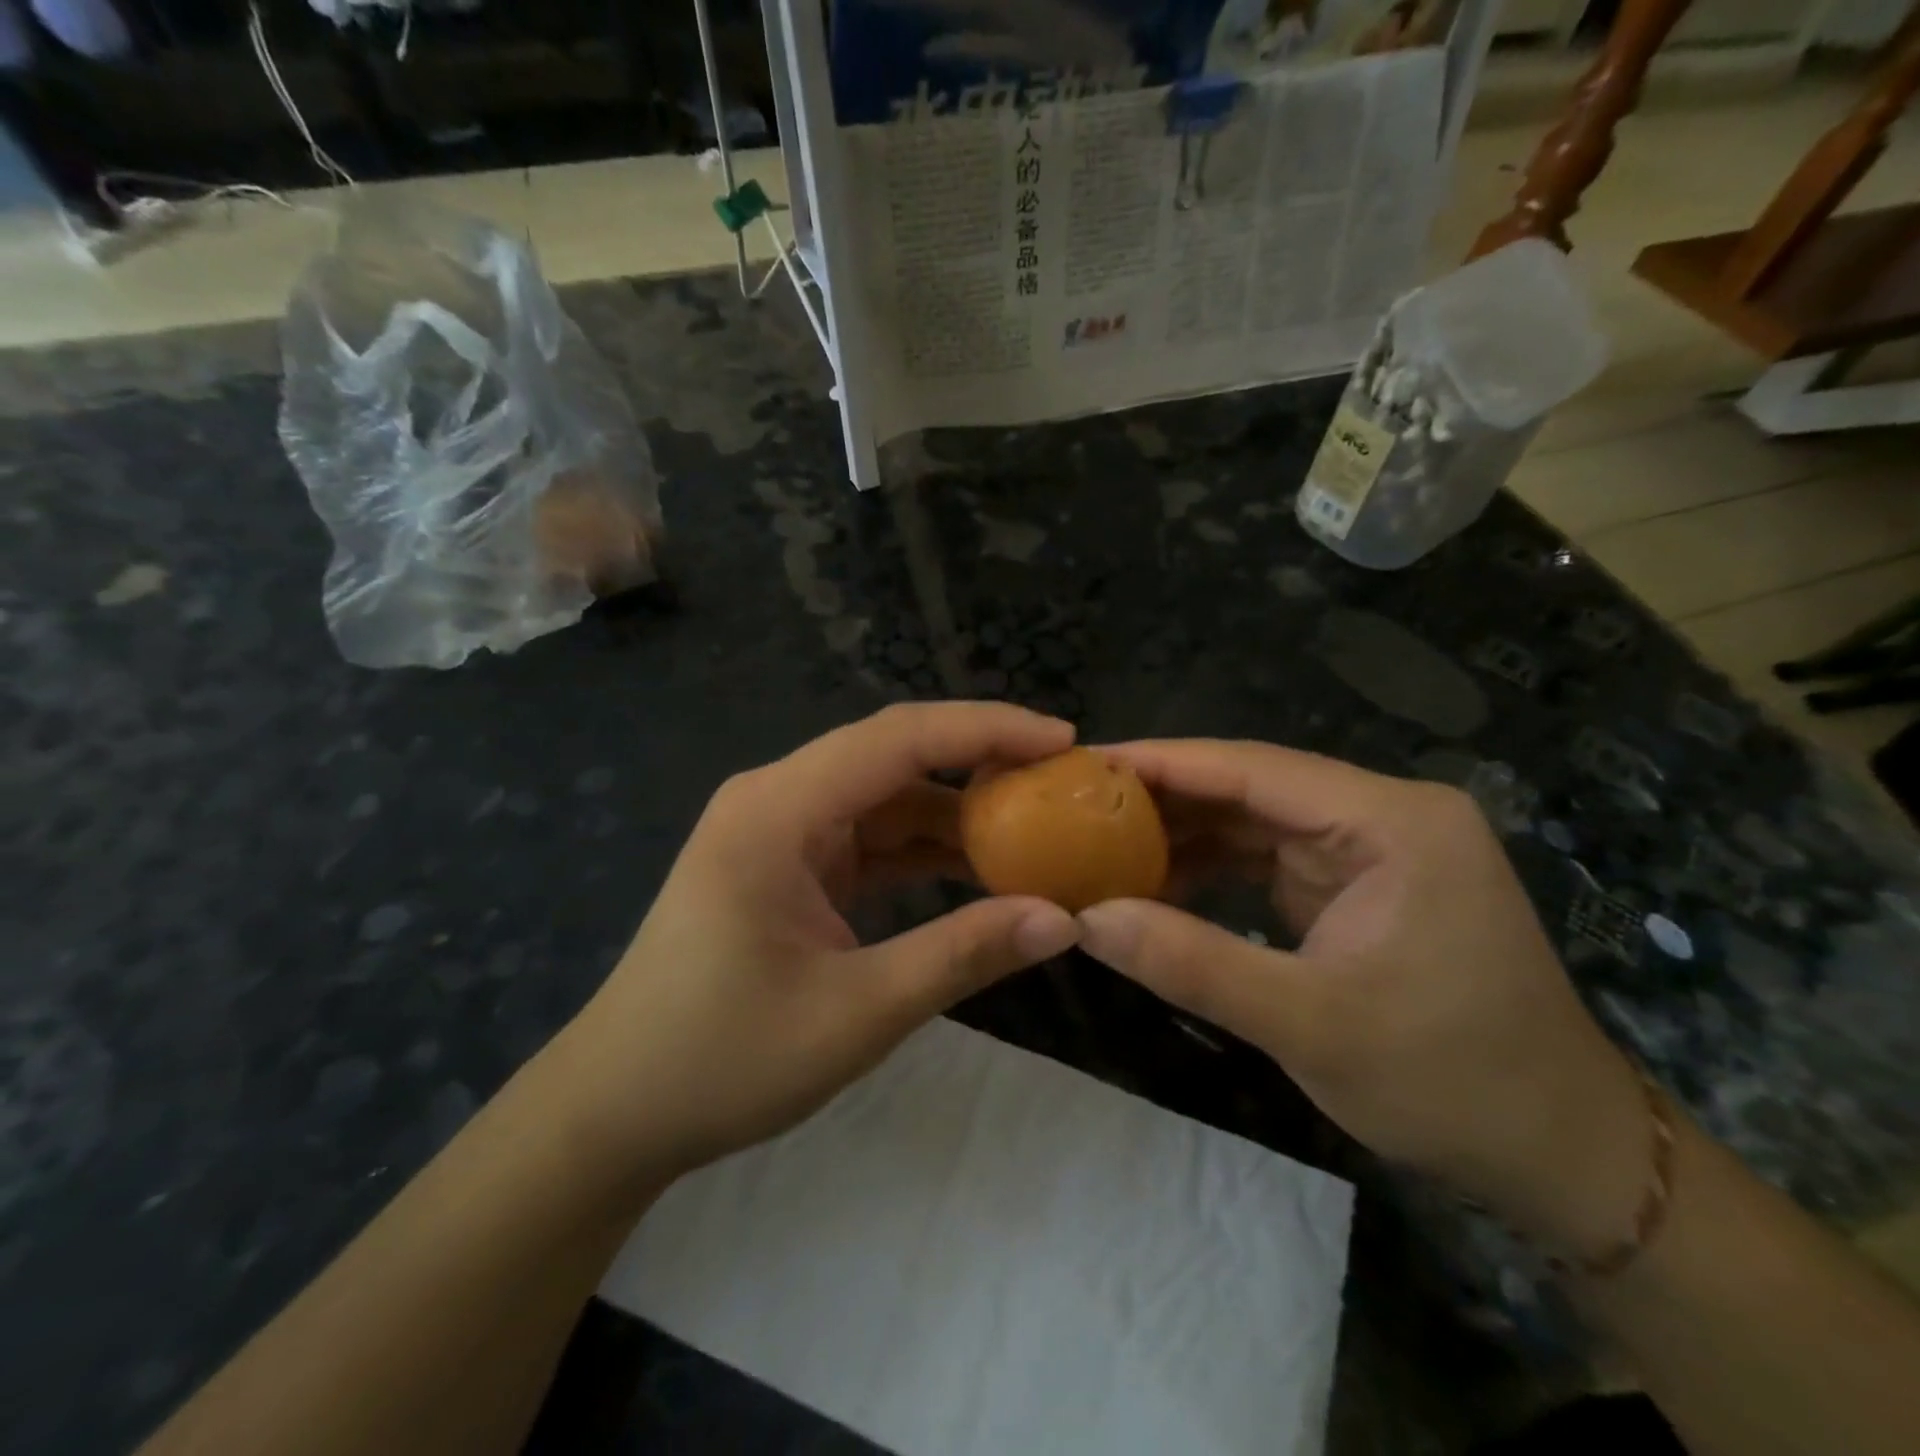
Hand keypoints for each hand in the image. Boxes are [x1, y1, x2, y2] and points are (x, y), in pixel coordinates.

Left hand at [548, 703, 1081, 1184]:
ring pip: (886, 796)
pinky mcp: (789, 864)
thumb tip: (1064, 920)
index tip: (1062, 740)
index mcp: (778, 810)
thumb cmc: (723, 1059)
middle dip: (980, 761)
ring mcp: (781, 830)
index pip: (898, 739)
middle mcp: (778, 799)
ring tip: (1037, 827)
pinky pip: (870, 837)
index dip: (986, 730)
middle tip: (1062, 779)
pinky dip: (924, 848)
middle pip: (893, 754)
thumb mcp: (857, 1011)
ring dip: (956, 811)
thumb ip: (963, 954)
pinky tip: (978, 867)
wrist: (617, 1109)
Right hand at [1075, 740, 1650, 1257]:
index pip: (1254, 766)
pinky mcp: (1359, 882)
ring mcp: (1372, 847)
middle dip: (1163, 796)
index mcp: (1391, 821)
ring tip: (1099, 841)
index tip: (1083, 765)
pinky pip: (1266, 856)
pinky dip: (1211, 867)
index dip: (1162, 762)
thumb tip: (1086, 918)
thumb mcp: (1308, 1025)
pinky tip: (1154, 882)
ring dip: (1182, 833)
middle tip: (1075, 804)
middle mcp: (1383, 815)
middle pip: (1251, 784)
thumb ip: (1191, 964)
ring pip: (1253, 819)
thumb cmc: (1450, 1082)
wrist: (1561, 1153)